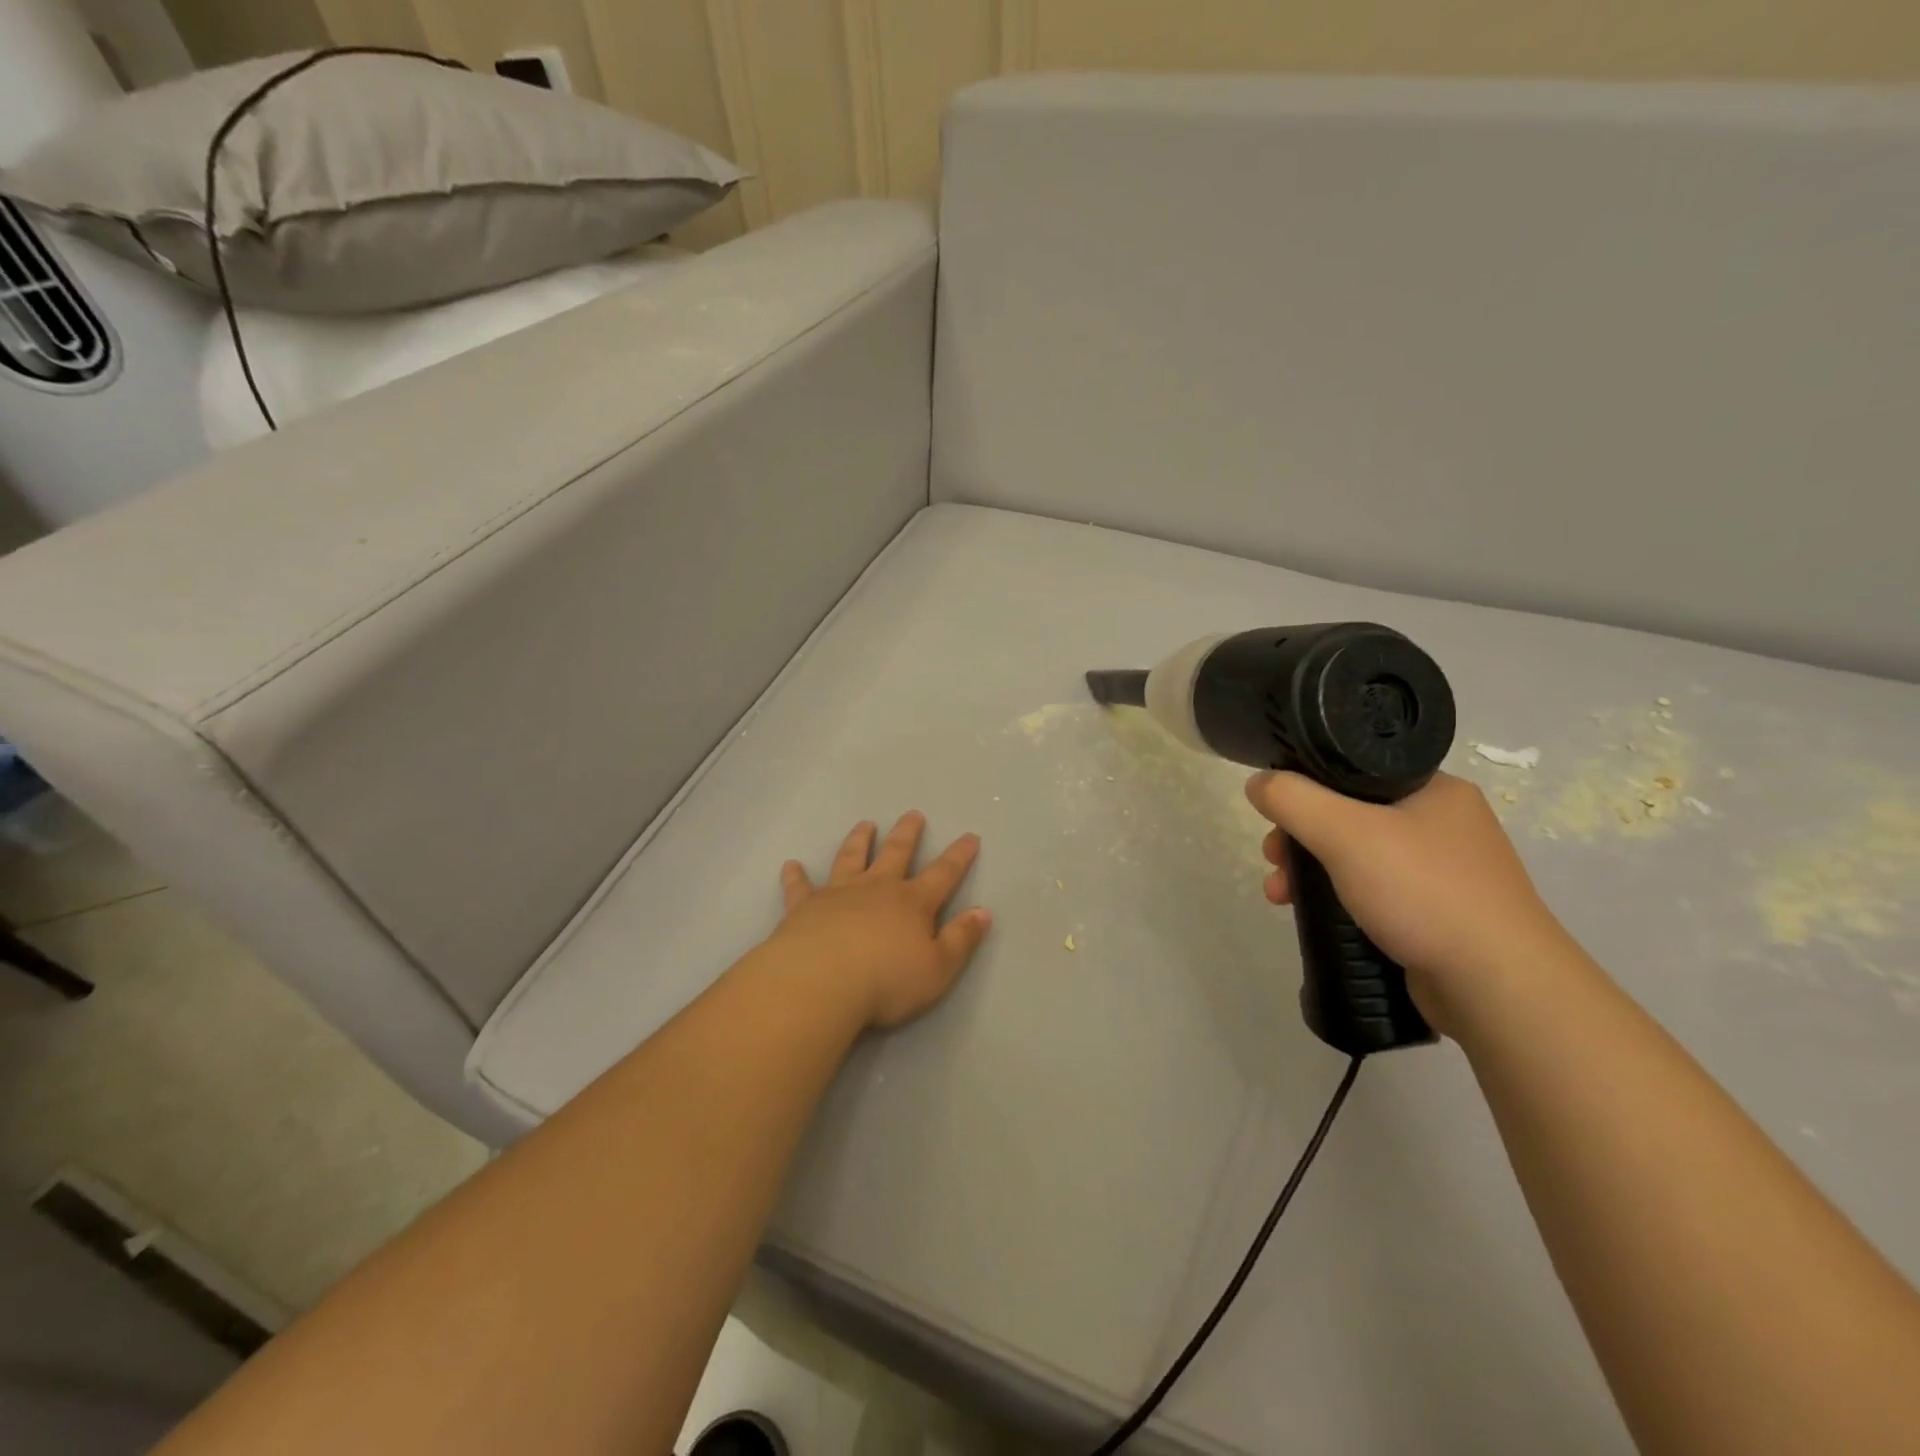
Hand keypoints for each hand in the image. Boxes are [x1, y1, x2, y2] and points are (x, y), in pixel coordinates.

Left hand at [769, 812, 992, 1030]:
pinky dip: (796, 875)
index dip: (959, 856)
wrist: (820, 983)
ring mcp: (838, 893)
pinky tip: (791, 865)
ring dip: (859, 840)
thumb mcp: (938, 969)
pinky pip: (800, 886)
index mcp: (912, 903)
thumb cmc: (885, 981)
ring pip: (851, 858)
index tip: (970, 836)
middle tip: (913, 814)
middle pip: (896, 853)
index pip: (943, 874)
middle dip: (908, 833)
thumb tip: (983, 912)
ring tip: (865, 825)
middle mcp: (877, 889)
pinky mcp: (805, 907)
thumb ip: (961, 939)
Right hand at [1246, 770, 1572, 1030]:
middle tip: (1273, 860)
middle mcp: (1442, 823)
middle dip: (1299, 837)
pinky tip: (1316, 916)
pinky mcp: (1438, 914)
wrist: (1498, 986)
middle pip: (1347, 814)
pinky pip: (1372, 891)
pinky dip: (1338, 899)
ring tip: (1280, 896)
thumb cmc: (1423, 892)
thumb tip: (1257, 783)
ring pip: (1356, 856)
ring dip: (1310, 872)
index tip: (1274, 815)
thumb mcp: (1344, 833)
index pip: (1353, 769)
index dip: (1304, 787)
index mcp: (1433, 789)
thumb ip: (1292, 800)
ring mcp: (1444, 871)